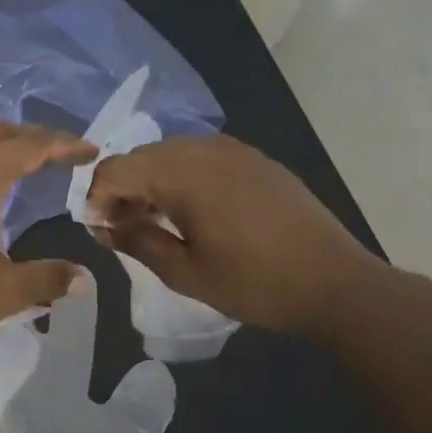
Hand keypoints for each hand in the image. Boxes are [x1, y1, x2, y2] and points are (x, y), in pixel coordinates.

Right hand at [84, 134, 383, 339]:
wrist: (335, 282)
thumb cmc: (254, 283)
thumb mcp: (184, 272)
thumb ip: (137, 242)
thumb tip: (104, 227)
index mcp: (181, 173)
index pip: (114, 169)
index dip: (96, 198)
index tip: (98, 230)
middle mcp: (203, 149)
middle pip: (140, 157)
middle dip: (121, 189)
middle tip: (121, 228)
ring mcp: (233, 149)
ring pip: (169, 153)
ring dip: (151, 181)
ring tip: (155, 221)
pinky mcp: (254, 158)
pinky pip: (200, 156)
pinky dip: (181, 177)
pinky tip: (191, 211)